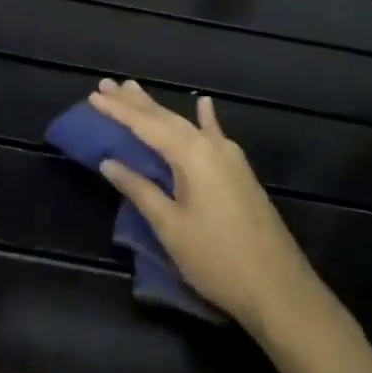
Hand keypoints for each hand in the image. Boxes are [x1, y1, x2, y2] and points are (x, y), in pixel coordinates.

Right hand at [89, 78, 321, 332]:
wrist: (277, 287)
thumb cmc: (216, 259)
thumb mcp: (171, 227)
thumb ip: (140, 190)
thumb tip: (110, 162)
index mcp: (191, 154)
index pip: (146, 125)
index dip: (118, 111)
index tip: (93, 95)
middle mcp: (210, 146)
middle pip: (166, 118)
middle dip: (135, 103)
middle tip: (107, 85)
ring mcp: (228, 156)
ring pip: (185, 125)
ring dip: (159, 110)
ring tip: (135, 90)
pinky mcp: (239, 171)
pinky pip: (214, 135)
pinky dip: (204, 119)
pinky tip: (203, 104)